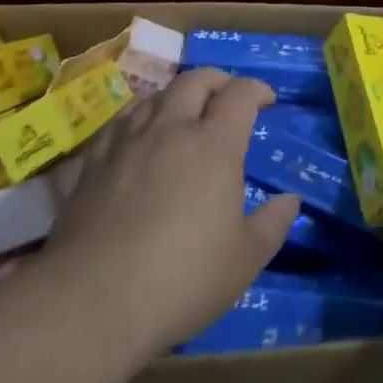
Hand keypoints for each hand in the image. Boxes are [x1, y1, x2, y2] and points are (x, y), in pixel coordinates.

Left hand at [49, 69, 299, 359]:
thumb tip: (291, 200)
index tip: (267, 101)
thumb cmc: (181, 280)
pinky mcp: (93, 161)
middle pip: (196, 81)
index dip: (257, 89)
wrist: (91, 301)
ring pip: (155, 95)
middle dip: (218, 81)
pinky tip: (139, 136)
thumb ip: (273, 224)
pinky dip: (140, 117)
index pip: (239, 94)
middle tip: (228, 98)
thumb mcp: (244, 261)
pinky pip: (120, 121)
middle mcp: (171, 129)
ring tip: (185, 114)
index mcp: (214, 145)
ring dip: (178, 95)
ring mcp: (127, 142)